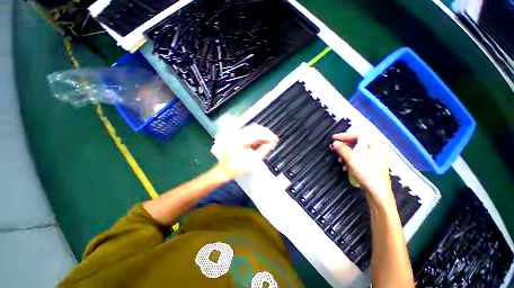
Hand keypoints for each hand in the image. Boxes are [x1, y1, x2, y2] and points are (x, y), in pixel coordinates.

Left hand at [215, 124, 278, 178]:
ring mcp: (236, 135)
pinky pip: (250, 134)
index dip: (268, 135)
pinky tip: (262, 142)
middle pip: (255, 128)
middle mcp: (236, 134)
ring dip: (262, 135)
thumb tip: (271, 143)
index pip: (257, 132)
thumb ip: (263, 151)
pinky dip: (257, 137)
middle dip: (266, 134)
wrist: (224, 170)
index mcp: (238, 139)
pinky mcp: (237, 137)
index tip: (275, 139)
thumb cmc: (235, 168)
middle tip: (274, 140)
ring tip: (270, 141)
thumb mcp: (251, 161)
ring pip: (253, 130)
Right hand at [330, 133, 393, 206]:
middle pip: (357, 143)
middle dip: (344, 146)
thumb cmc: (367, 174)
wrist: (378, 193)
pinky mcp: (372, 164)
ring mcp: (375, 157)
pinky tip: (345, 166)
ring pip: (357, 151)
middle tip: (333, 148)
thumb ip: (343, 149)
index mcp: (375, 145)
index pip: (358, 135)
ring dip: (346, 154)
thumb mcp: (352, 160)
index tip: (333, 138)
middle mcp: (376, 149)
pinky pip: (358, 158)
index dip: (344, 136)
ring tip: (340, 160)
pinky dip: (350, 160)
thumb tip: (335, 143)